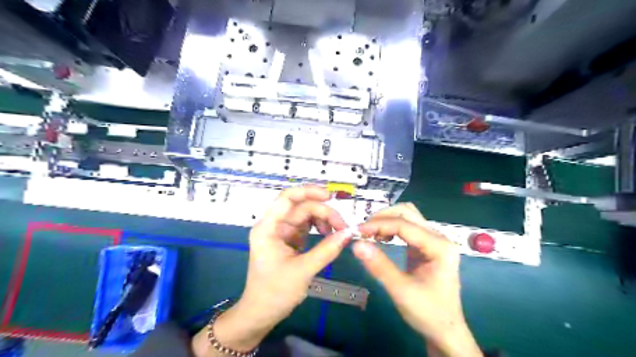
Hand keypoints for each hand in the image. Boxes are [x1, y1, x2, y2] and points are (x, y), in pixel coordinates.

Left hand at [193, 186, 351, 355]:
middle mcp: (274, 225)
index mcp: (268, 228)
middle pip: (301, 207)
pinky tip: (329, 236)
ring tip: (337, 233)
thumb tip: (349, 234)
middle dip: (323, 212)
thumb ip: (327, 250)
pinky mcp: (289, 240)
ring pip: (305, 215)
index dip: (308, 191)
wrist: (261, 313)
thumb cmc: (275, 292)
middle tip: (342, 226)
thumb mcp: (303, 270)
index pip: (287, 198)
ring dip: (323, 220)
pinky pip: (306, 227)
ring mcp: (282, 232)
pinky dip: (319, 228)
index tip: (330, 196)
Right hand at [350, 204, 479, 356]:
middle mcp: (439, 237)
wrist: (445, 331)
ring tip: (370, 234)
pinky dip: (391, 228)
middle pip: (407, 212)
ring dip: (387, 221)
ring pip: (407, 217)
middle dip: (383, 218)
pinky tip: (381, 238)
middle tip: (363, 231)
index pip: (404, 224)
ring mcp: (433, 240)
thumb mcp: (401, 290)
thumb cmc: (428, 313)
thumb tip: (356, 244)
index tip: (357, 231)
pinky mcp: (426, 246)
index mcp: (439, 246)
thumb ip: (379, 266)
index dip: (378, 224)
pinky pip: (407, 228)